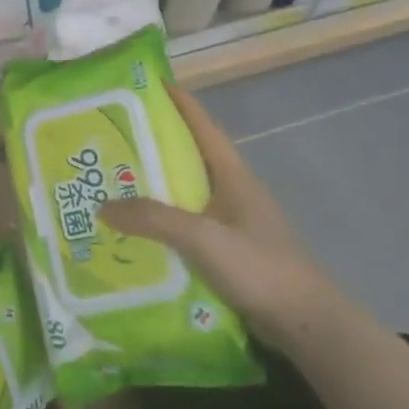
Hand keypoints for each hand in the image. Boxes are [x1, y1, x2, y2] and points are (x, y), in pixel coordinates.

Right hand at [101, 84, 339, 353]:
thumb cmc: (259, 267)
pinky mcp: (229, 248)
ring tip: (114, 181)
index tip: (144, 84)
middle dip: (153, 143)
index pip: (201, 124)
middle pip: (189, 154)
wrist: (306, 324)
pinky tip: (138, 229)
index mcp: (232, 173)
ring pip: (186, 190)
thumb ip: (152, 219)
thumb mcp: (202, 238)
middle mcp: (232, 189)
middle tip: (111, 138)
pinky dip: (163, 218)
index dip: (176, 101)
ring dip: (155, 184)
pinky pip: (188, 222)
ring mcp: (232, 220)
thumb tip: (102, 205)